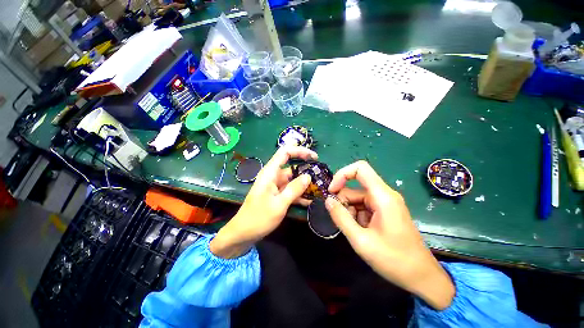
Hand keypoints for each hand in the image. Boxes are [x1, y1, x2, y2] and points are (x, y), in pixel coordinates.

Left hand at [210, 146, 316, 258]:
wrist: (243, 234)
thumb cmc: (258, 218)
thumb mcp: (279, 204)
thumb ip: (294, 189)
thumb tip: (308, 176)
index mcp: (270, 172)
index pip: (285, 152)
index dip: (300, 151)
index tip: (314, 157)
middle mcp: (273, 176)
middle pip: (292, 166)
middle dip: (306, 170)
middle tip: (321, 176)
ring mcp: (275, 186)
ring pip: (293, 180)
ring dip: (304, 184)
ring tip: (319, 189)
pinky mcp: (277, 195)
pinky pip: (290, 190)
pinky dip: (299, 194)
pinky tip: (310, 201)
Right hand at [325, 161, 454, 309]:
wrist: (421, 276)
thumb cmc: (394, 260)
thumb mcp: (361, 240)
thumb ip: (341, 218)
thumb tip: (327, 200)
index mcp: (382, 196)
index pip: (360, 169)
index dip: (342, 174)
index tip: (331, 191)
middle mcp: (385, 195)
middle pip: (355, 187)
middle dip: (343, 201)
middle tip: (341, 220)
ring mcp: (385, 203)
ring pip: (357, 198)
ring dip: (350, 211)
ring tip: (354, 230)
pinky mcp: (385, 211)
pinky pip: (364, 206)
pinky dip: (357, 216)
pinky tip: (361, 231)